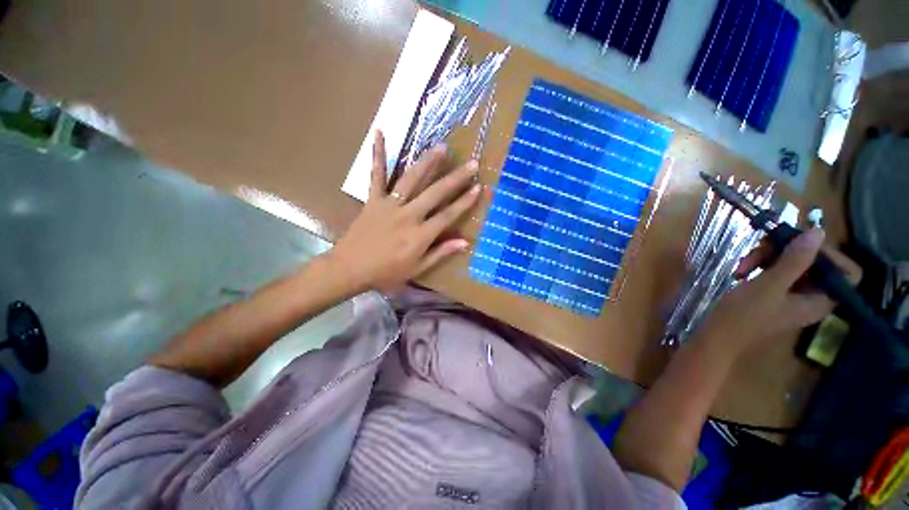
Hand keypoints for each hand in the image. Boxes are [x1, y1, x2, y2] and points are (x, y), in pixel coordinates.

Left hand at [327, 130, 481, 293]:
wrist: (350, 268)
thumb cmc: (386, 272)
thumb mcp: (417, 269)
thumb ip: (441, 253)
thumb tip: (465, 242)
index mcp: (420, 235)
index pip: (448, 215)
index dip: (464, 201)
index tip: (478, 187)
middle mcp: (408, 215)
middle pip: (435, 193)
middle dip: (455, 178)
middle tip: (471, 163)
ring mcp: (389, 204)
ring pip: (411, 179)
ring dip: (427, 162)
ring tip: (442, 147)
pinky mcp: (373, 199)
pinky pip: (376, 174)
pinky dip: (378, 154)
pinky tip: (380, 133)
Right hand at [696, 228, 860, 356]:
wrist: (716, 336)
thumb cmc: (744, 315)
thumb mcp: (768, 286)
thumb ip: (794, 260)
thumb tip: (817, 232)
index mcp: (819, 300)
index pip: (846, 272)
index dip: (829, 254)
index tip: (801, 245)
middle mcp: (811, 297)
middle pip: (815, 263)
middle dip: (788, 251)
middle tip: (762, 247)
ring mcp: (791, 295)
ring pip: (792, 264)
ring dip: (767, 257)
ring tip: (743, 264)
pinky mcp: (773, 293)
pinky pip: (775, 271)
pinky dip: (759, 266)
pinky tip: (740, 271)